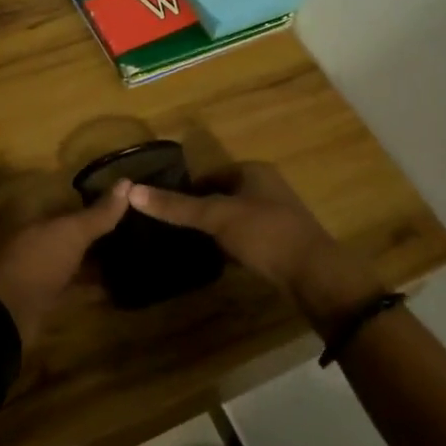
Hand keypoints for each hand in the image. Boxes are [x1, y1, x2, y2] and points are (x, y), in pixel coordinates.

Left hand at [0, 181, 129, 344]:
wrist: (4, 315)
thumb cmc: (35, 260)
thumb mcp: (70, 232)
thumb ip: (99, 212)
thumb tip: (127, 182)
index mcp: (25, 210)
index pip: (63, 195)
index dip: (91, 196)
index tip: (122, 200)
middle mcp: (25, 234)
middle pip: (66, 228)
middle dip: (95, 229)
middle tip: (132, 227)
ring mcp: (32, 266)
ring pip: (68, 256)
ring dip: (93, 258)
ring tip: (129, 254)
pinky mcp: (39, 294)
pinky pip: (69, 284)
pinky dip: (89, 285)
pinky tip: (116, 285)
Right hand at [126, 163, 382, 334]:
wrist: (314, 274)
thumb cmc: (264, 234)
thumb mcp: (216, 217)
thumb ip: (176, 206)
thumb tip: (131, 191)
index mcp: (253, 171)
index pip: (209, 175)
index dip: (185, 190)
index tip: (163, 209)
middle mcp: (266, 187)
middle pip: (221, 195)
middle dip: (199, 211)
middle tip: (171, 229)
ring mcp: (276, 215)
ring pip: (233, 218)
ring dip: (214, 230)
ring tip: (187, 245)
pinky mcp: (280, 241)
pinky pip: (246, 237)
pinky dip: (230, 245)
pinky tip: (216, 260)